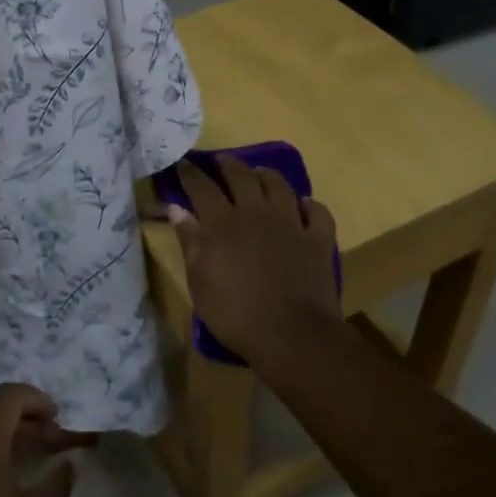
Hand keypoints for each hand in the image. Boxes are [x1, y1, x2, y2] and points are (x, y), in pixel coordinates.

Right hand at [171, 156, 340, 363]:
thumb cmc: (234, 313)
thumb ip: (189, 241)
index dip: (189, 172)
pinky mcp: (318, 238)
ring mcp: (291, 222)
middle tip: (219, 161)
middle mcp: (256, 212)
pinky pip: (316, 211)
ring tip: (258, 174)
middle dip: (227, 164)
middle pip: (241, 176)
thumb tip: (177, 209)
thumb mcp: (199, 281)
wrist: (291, 334)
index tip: (182, 163)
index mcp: (222, 222)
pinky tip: (302, 207)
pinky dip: (308, 205)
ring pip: (278, 185)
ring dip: (265, 175)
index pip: (201, 187)